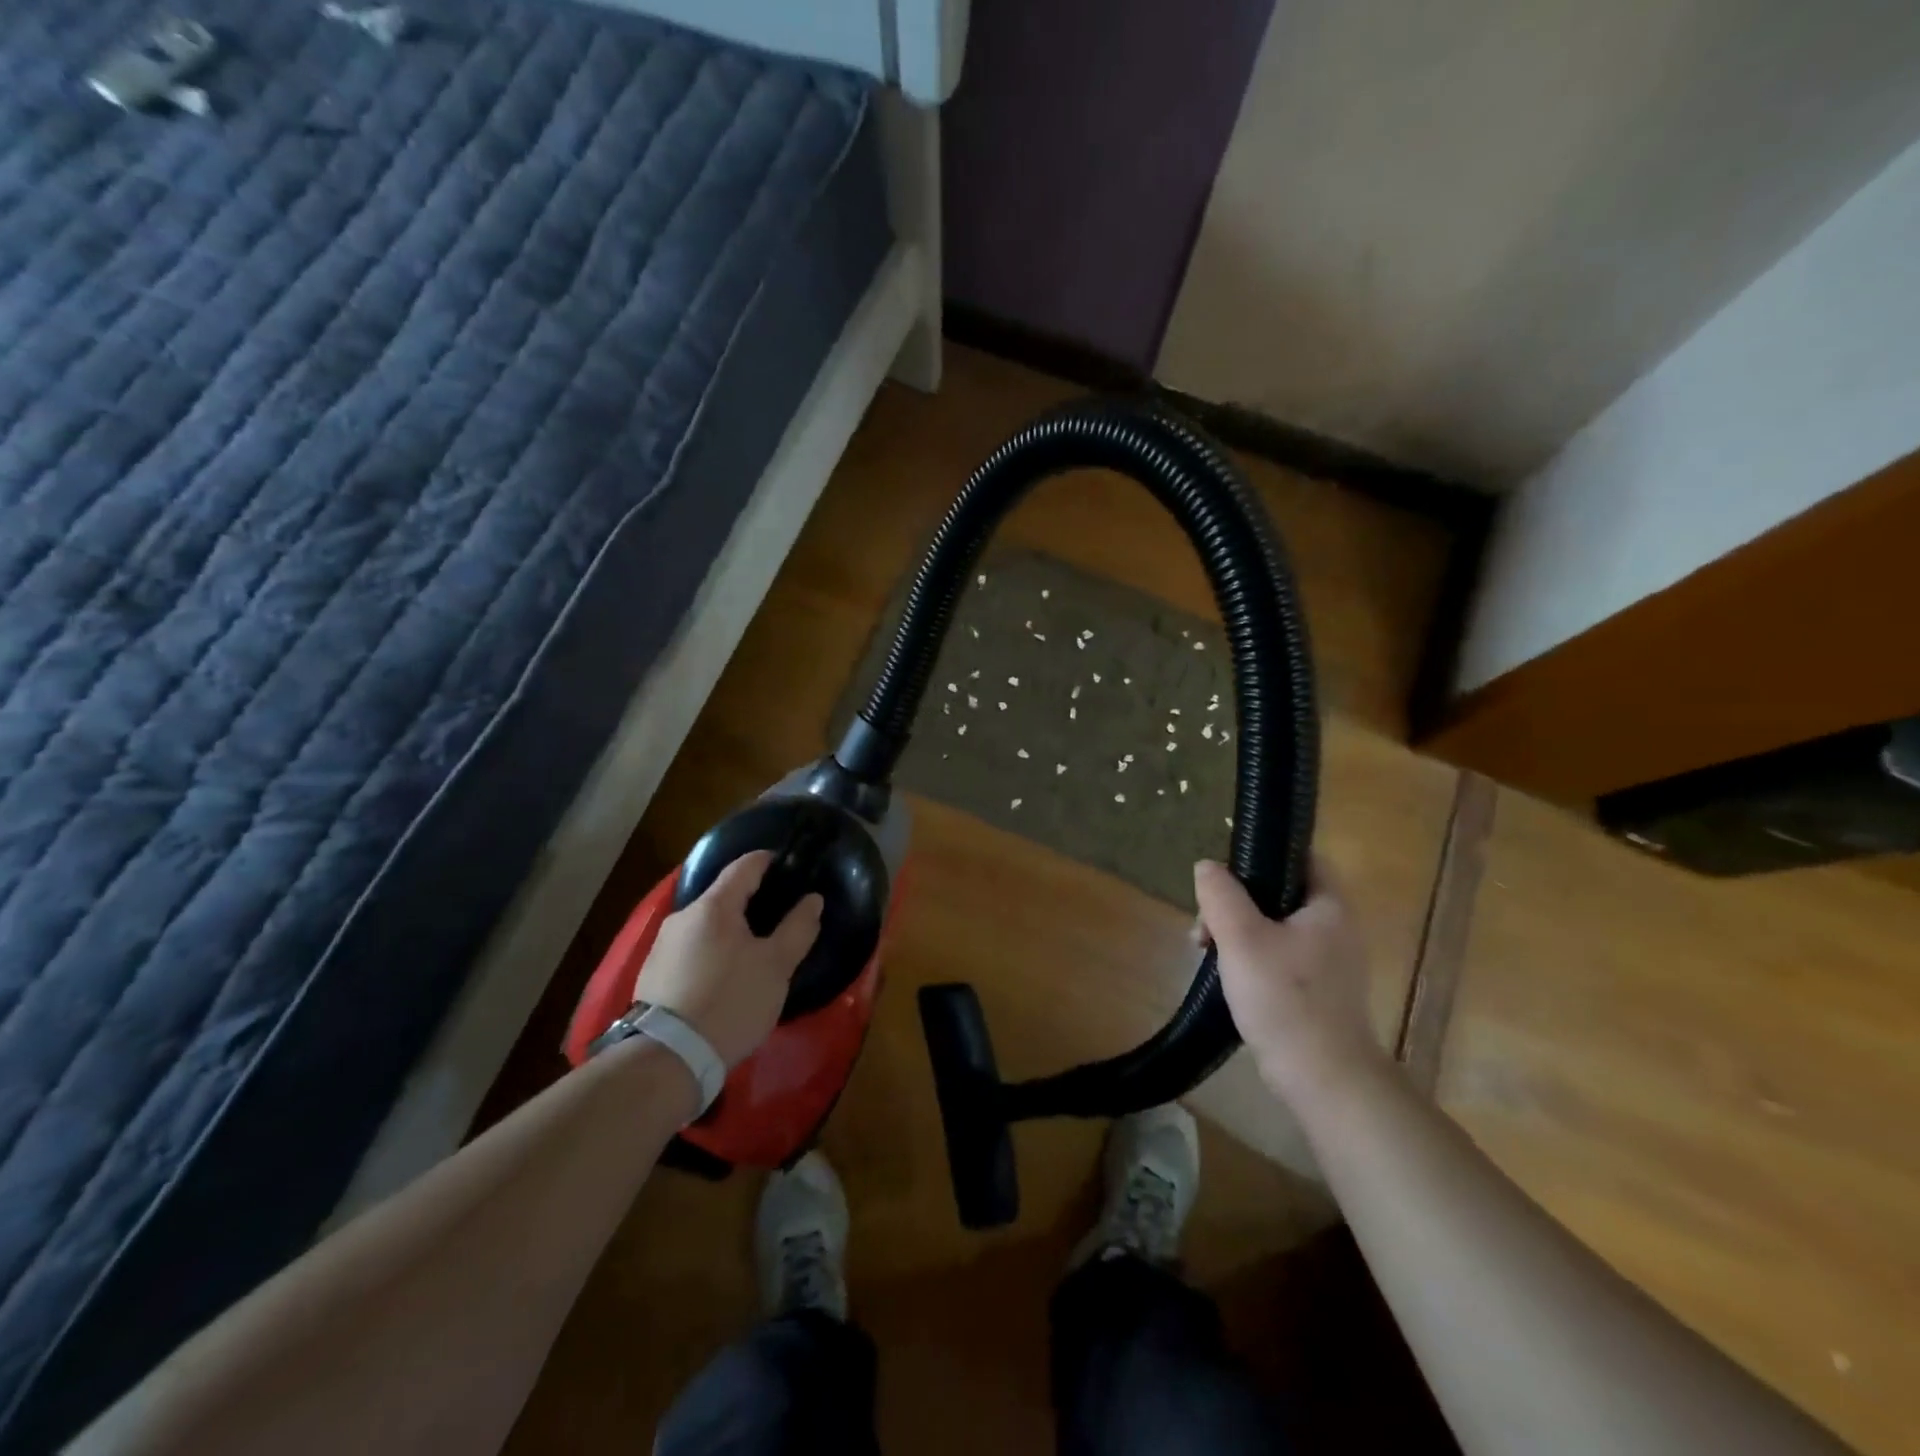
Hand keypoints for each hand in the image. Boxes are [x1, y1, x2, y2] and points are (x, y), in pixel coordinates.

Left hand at [633, 852, 823, 1068]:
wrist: (668, 1059)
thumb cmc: (730, 1002)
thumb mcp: (776, 966)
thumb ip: (798, 928)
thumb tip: (812, 899)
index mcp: (713, 906)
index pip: (745, 866)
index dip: (770, 861)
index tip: (790, 868)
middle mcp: (682, 917)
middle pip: (723, 897)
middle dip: (752, 902)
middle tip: (779, 920)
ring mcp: (661, 946)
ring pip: (706, 926)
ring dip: (730, 931)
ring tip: (753, 954)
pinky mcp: (651, 975)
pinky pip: (690, 950)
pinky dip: (711, 953)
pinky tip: (724, 979)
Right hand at [1193, 856, 1386, 1109]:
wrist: (1324, 1080)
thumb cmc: (1285, 998)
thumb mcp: (1242, 938)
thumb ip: (1221, 895)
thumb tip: (1207, 866)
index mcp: (1329, 906)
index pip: (1301, 857)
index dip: (1263, 855)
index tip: (1225, 874)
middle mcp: (1336, 928)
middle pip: (1278, 894)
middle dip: (1235, 903)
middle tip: (1205, 927)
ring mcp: (1329, 963)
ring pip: (1273, 927)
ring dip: (1237, 933)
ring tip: (1207, 953)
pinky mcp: (1317, 991)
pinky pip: (1278, 957)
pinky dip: (1250, 959)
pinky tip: (1227, 978)